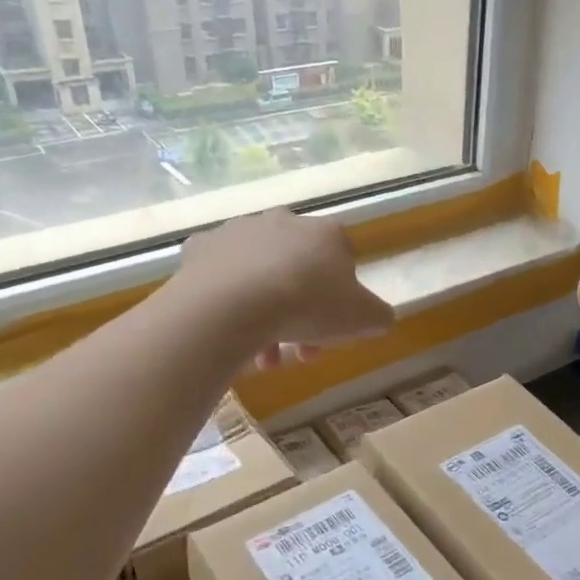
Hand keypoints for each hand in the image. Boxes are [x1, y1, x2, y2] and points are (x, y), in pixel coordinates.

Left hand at [177, 210, 394, 369]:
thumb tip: (378, 318)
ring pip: (259, 275)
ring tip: (261, 358)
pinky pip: (219, 275)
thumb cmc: (308, 306)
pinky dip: (227, 299)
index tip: (332, 333)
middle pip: (299, 270)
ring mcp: (238, 230)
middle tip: (297, 353)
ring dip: (266, 313)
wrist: (233, 305)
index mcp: (326, 233)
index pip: (343, 263)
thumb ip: (378, 315)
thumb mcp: (364, 318)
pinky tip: (230, 327)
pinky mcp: (200, 247)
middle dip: (302, 312)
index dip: (341, 302)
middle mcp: (283, 221)